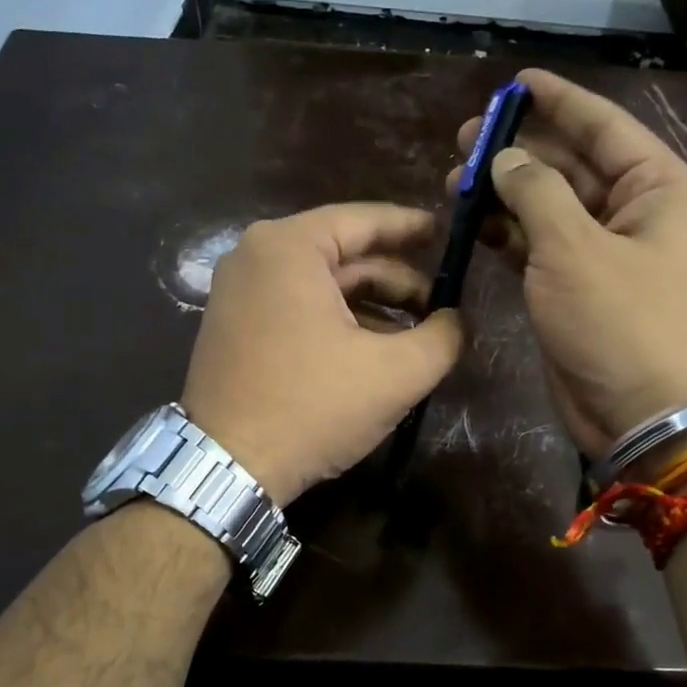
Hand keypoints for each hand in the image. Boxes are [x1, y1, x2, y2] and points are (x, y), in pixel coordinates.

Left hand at [182, 203, 463, 503]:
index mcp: (288, 247)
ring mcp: (236, 293)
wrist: (229, 466)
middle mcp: (255, 257)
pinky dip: (336, 322)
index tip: (447, 234)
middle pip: (342, 256)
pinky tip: (370, 352)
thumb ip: (442, 337)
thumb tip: (457, 320)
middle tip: (440, 304)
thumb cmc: (313, 406)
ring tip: (415, 335)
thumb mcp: (396, 373)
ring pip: (320, 286)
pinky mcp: (232, 328)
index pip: (364, 220)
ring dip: (370, 307)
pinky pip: (296, 309)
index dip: (412, 227)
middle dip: (396, 280)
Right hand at [451, 68, 686, 458]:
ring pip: (550, 208)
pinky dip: (510, 235)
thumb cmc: (619, 323)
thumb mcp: (574, 249)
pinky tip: (474, 225)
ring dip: (506, 195)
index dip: (558, 101)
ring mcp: (605, 253)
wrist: (640, 413)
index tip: (514, 82)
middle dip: (519, 152)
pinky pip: (541, 247)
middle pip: (572, 165)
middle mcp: (635, 213)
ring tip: (454, 184)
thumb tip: (506, 159)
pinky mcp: (578, 288)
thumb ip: (536, 192)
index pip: (604, 127)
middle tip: (462, 142)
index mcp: (657, 188)